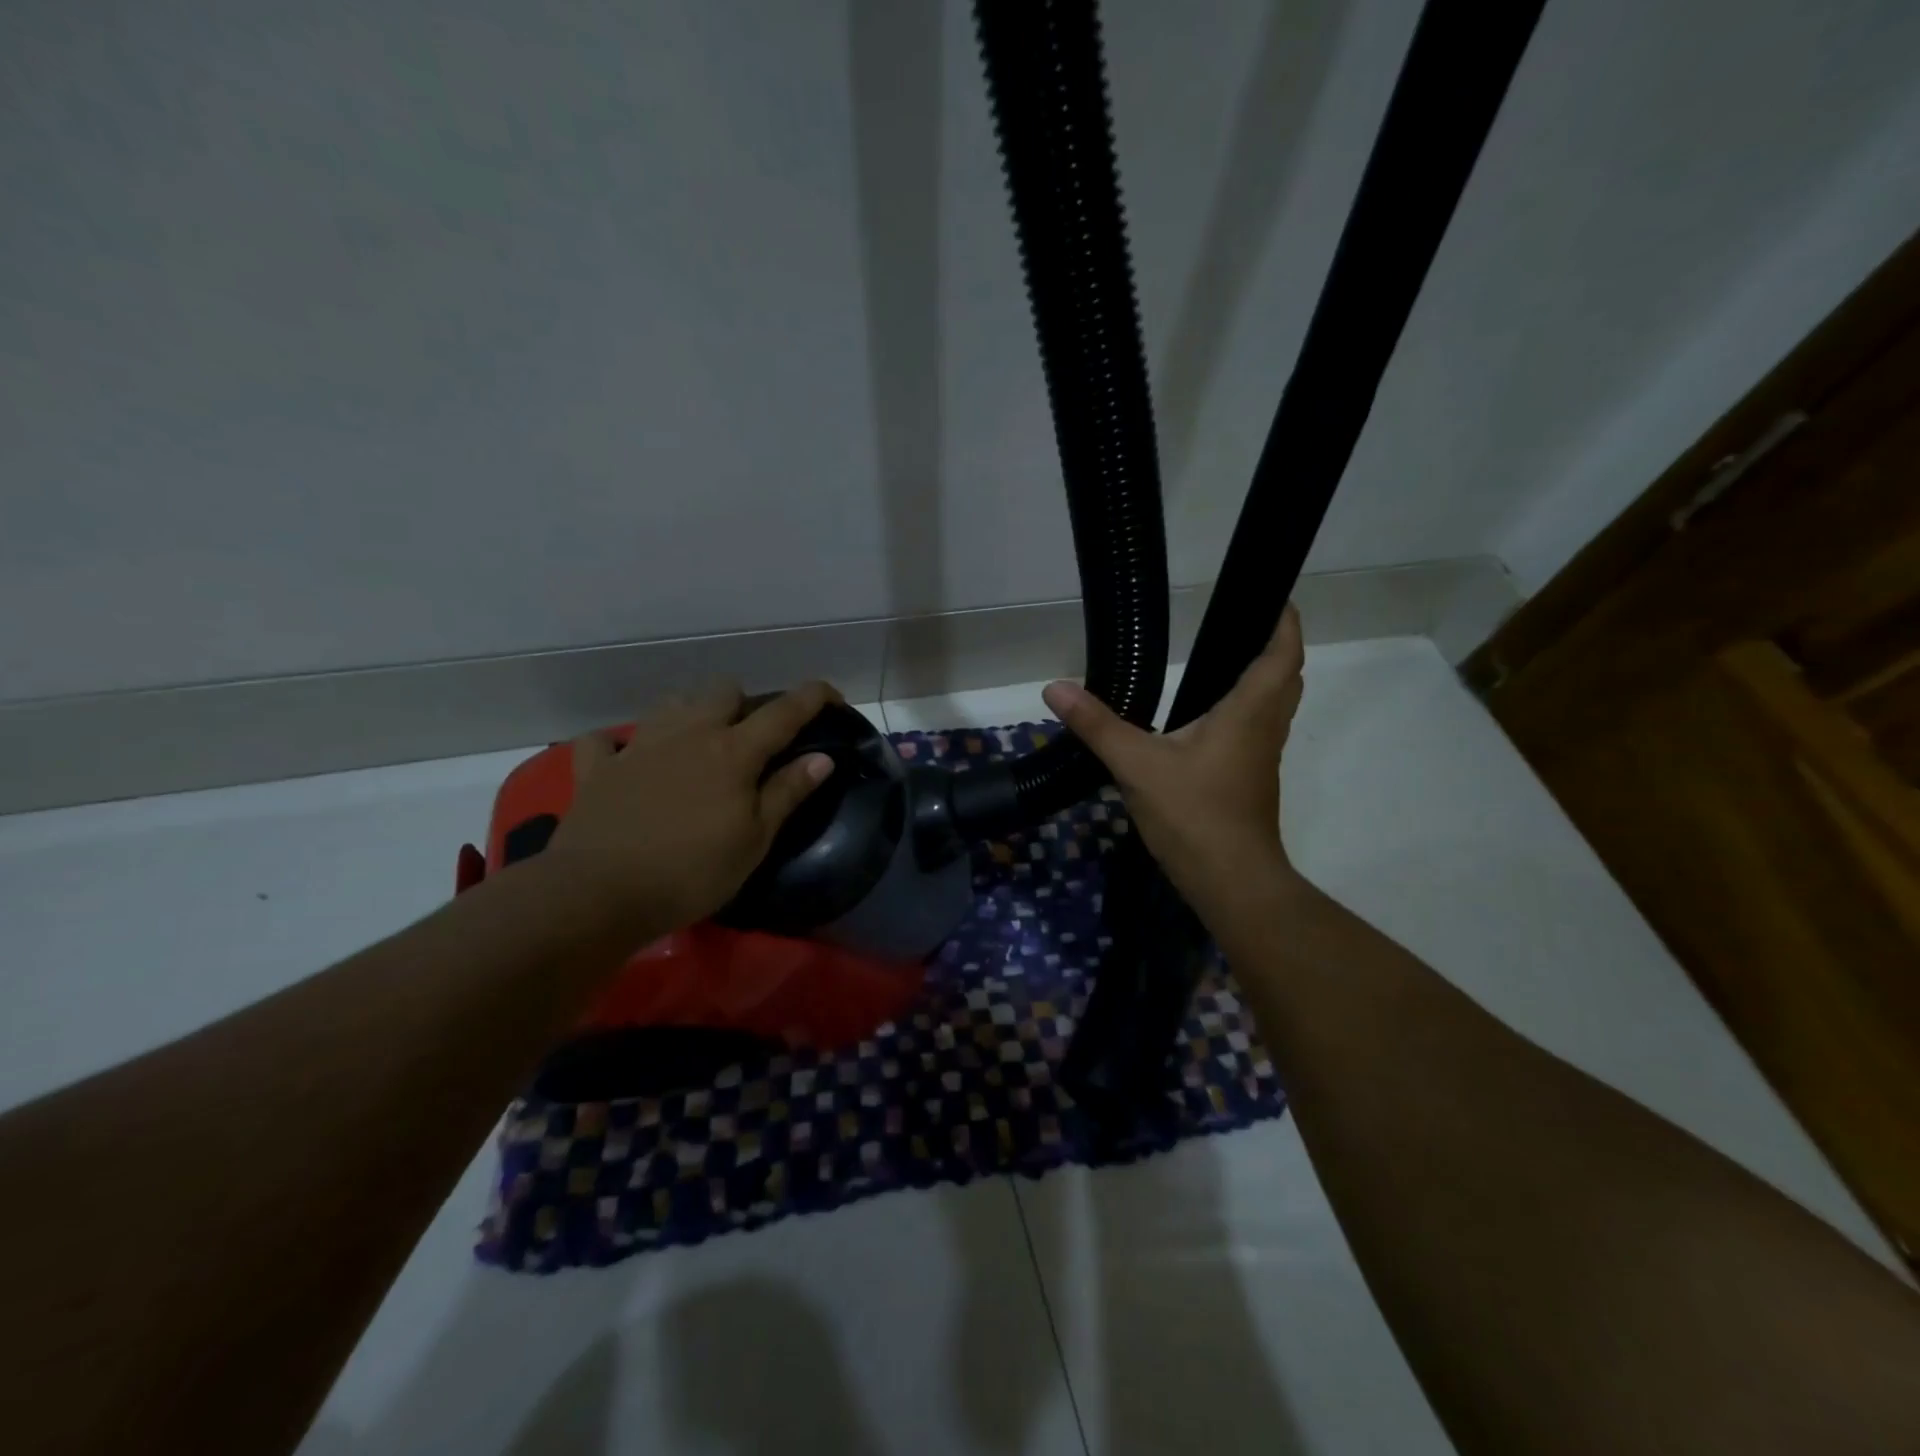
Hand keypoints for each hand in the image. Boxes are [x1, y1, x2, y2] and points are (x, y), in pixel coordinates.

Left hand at [543, 682, 838, 936]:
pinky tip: (626, 761)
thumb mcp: (754, 840)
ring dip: (691, 714)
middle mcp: (688, 734)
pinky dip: (618, 746)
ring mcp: (638, 746)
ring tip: (696, 745)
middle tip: (751, 740)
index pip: (784, 712)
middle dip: (745, 704)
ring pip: (671, 704)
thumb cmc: (691, 872)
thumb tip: (822, 757)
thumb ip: (788, 793)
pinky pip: (605, 741)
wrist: (598, 894)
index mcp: (733, 752)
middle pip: (723, 691)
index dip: (813, 697)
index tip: (832, 695)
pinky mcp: (597, 769)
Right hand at [1041, 603, 1304, 923]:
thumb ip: (1097, 725)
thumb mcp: (1136, 765)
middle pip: (1285, 679)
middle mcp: (1264, 729)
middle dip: (1274, 648)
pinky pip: (1257, 732)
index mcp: (1248, 713)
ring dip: (1263, 681)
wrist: (1231, 882)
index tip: (1272, 597)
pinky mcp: (1251, 782)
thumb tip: (1055, 688)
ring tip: (1224, 664)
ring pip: (1274, 708)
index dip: (1284, 623)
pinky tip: (1207, 722)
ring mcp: (1261, 759)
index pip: (1281, 655)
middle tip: (1242, 627)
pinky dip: (1246, 712)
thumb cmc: (1194, 814)